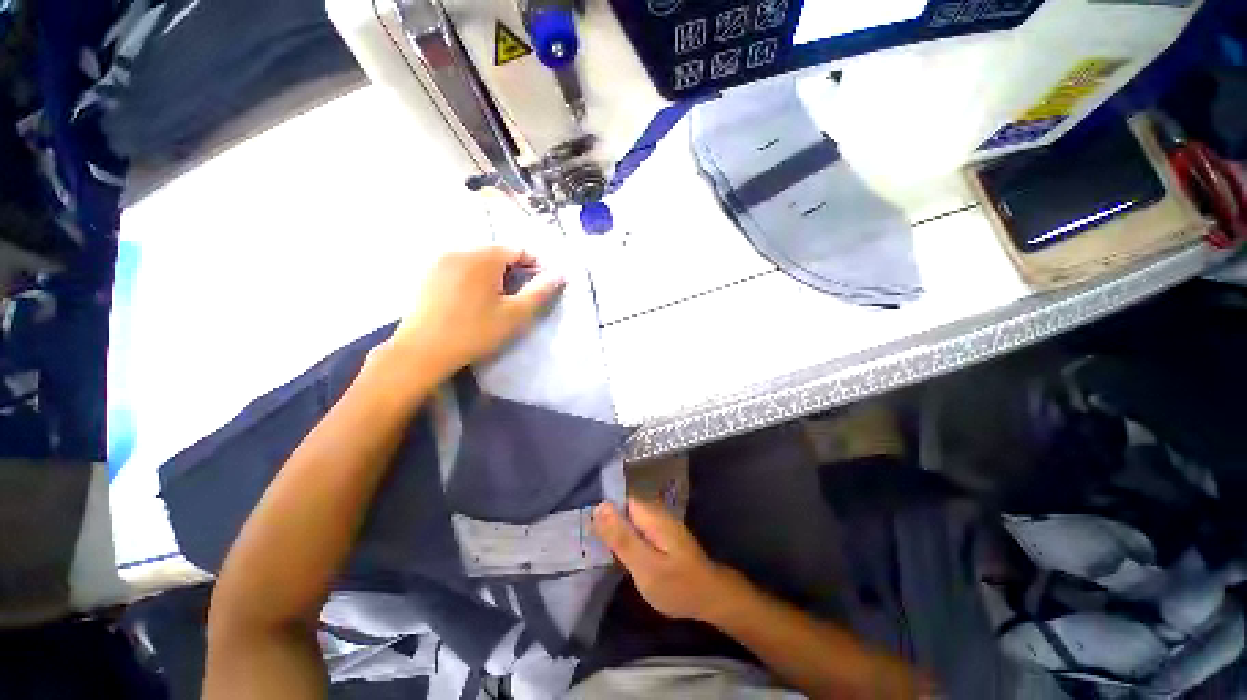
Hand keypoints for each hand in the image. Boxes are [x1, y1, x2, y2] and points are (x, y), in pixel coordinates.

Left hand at [384, 245, 564, 382]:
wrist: (422, 351)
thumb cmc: (474, 332)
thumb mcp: (515, 315)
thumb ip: (539, 292)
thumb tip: (560, 274)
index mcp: (483, 257)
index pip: (519, 250)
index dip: (535, 267)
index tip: (541, 288)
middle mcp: (460, 250)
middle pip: (498, 253)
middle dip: (514, 271)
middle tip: (520, 297)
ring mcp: (441, 261)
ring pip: (479, 261)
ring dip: (495, 275)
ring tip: (499, 300)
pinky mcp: (429, 274)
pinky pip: (461, 268)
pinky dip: (475, 278)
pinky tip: (475, 301)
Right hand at [593, 499, 747, 623]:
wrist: (710, 597)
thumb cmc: (677, 584)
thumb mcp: (645, 565)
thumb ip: (621, 537)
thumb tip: (599, 506)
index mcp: (650, 513)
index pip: (619, 498)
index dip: (602, 510)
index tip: (585, 527)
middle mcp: (655, 511)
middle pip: (623, 508)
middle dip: (607, 522)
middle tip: (588, 543)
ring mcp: (659, 522)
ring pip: (629, 519)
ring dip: (616, 532)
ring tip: (598, 549)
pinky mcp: (661, 534)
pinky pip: (637, 529)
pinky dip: (627, 539)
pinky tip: (618, 555)